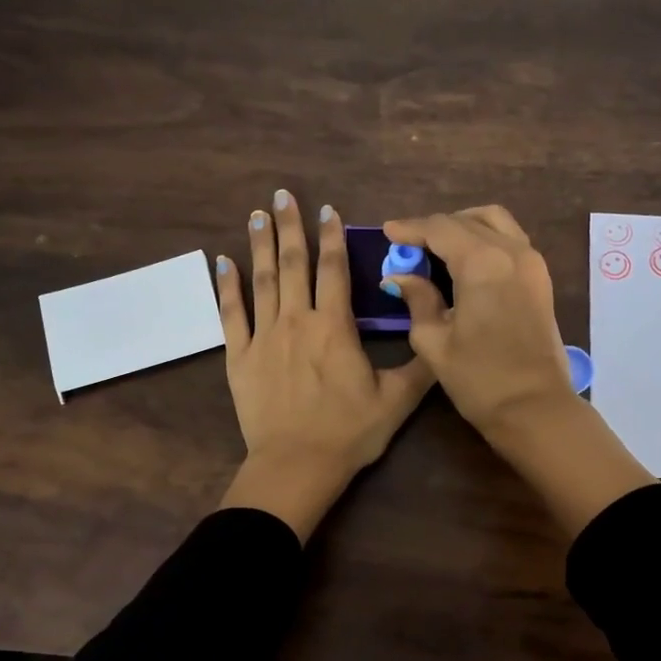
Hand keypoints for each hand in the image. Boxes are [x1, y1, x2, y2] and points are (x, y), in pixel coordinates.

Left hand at [215, 190, 433, 540]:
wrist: (296, 465)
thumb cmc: (348, 433)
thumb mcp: (396, 401)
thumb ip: (419, 365)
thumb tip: (438, 335)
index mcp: (334, 328)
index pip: (334, 271)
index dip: (332, 238)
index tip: (328, 210)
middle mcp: (296, 322)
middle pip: (293, 265)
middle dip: (290, 227)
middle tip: (282, 195)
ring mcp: (263, 338)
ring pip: (262, 281)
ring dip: (260, 245)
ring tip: (257, 215)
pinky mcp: (239, 358)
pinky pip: (231, 314)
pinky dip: (227, 287)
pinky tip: (223, 262)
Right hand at [379, 205, 574, 438]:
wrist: (534, 408)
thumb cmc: (479, 378)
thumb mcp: (434, 341)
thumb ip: (417, 300)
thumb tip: (399, 277)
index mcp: (482, 263)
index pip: (440, 228)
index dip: (410, 228)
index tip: (387, 233)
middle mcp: (511, 251)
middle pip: (467, 220)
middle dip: (434, 228)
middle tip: (408, 245)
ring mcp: (532, 262)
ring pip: (494, 221)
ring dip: (463, 226)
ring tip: (437, 247)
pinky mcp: (541, 278)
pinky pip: (510, 239)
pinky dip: (485, 238)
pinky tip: (465, 260)